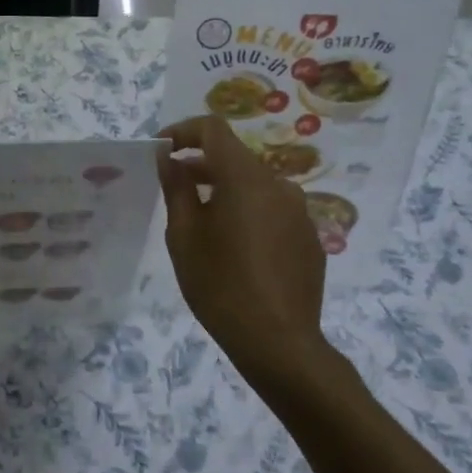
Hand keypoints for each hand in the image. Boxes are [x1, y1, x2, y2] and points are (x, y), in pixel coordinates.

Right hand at [156, 116, 328, 380]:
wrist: (278, 343)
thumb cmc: (220, 285)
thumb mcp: (183, 235)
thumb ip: (176, 187)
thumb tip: (170, 157)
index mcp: (245, 178)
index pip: (213, 129)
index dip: (184, 131)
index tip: (162, 149)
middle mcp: (278, 184)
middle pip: (235, 157)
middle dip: (202, 164)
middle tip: (174, 186)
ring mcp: (299, 211)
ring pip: (255, 185)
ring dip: (226, 189)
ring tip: (203, 220)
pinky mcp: (309, 237)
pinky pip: (273, 210)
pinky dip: (250, 212)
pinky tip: (236, 247)